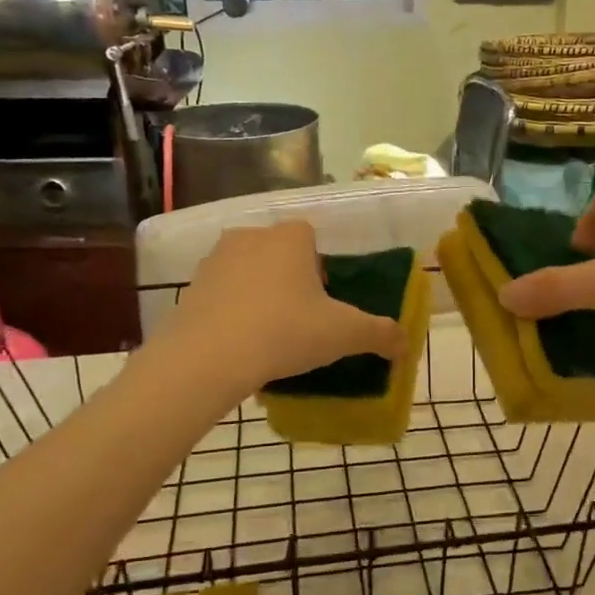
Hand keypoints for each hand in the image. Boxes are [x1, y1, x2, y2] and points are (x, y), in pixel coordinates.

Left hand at [156, 221, 404, 397]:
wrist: (209, 358)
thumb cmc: (285, 332)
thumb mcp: (344, 334)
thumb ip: (380, 334)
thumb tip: (405, 343)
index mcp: (289, 238)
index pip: (310, 236)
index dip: (320, 266)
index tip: (324, 301)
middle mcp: (250, 237)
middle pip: (278, 252)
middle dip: (289, 279)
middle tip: (300, 319)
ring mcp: (214, 260)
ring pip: (247, 271)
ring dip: (259, 293)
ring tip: (269, 334)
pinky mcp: (190, 288)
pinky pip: (221, 294)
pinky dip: (231, 311)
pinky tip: (240, 344)